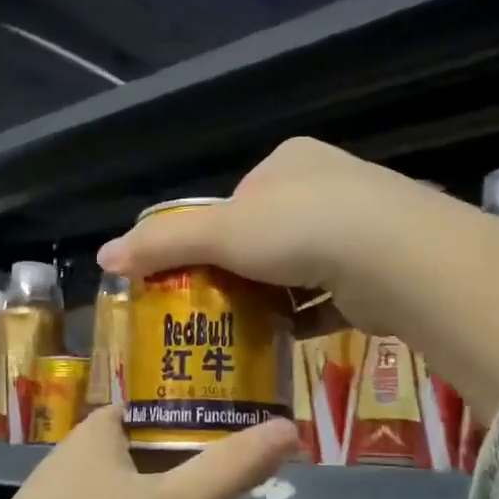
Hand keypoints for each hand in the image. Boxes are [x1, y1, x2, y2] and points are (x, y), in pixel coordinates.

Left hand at [0, 407, 297, 498]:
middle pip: (133, 446)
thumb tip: (290, 429)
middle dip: (172, 458)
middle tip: (221, 475)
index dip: (188, 415)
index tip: (229, 431)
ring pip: (115, 485)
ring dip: (147, 494)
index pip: (148, 407)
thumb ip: (229, 470)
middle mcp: (70, 457)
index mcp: (97, 431)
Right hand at [96, 137, 425, 336]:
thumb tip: (104, 256)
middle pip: (271, 232)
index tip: (199, 270)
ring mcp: (361, 226)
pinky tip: (288, 336)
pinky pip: (332, 294)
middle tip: (220, 305)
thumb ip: (162, 243)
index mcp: (289, 162)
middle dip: (246, 268)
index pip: (239, 198)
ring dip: (277, 295)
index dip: (215, 234)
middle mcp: (328, 185)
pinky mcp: (380, 269)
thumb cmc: (298, 230)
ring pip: (303, 265)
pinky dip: (309, 315)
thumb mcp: (219, 233)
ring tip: (248, 326)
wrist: (394, 259)